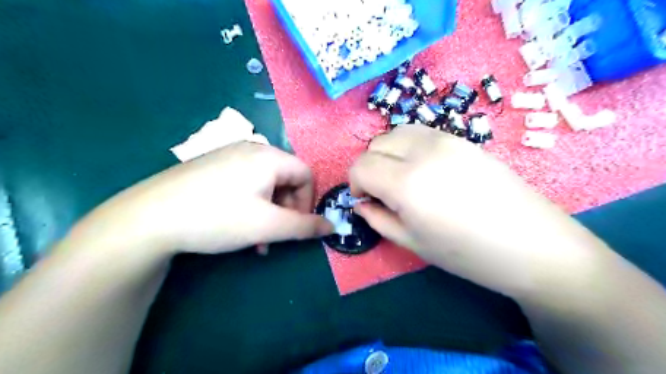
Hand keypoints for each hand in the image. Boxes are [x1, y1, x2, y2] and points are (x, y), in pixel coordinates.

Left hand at [89, 142, 332, 254]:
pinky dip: (250, 205)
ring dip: (268, 212)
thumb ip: (305, 227)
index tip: (296, 225)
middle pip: (285, 179)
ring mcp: (229, 156)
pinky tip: (237, 225)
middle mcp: (251, 149)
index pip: (306, 175)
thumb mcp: (268, 226)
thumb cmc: (218, 217)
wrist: (148, 218)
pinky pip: (245, 184)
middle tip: (274, 235)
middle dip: (286, 210)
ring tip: (255, 238)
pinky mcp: (213, 166)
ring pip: (265, 185)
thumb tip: (332, 227)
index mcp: (269, 156)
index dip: (308, 202)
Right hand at [349, 127, 603, 295]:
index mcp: (407, 183)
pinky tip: (423, 169)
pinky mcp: (462, 139)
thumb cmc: (468, 254)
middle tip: (382, 191)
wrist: (533, 244)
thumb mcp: (413, 243)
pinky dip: (408, 147)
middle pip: (376, 144)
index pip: (361, 166)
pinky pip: (421, 133)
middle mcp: (422, 152)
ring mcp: (445, 140)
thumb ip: (378, 220)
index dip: (355, 183)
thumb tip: (361, 203)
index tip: (364, 199)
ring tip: (400, 177)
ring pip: (397, 132)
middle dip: (369, 167)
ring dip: (388, 153)